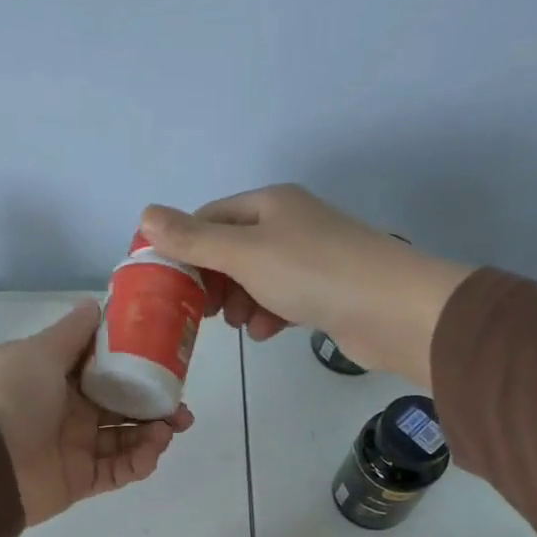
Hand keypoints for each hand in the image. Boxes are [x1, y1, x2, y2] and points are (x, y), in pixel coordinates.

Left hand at [0, 298, 193, 525]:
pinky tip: (152, 452)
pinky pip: (116, 471)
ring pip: (124, 440)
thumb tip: (96, 303)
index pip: (104, 369)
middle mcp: (67, 410)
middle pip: (121, 406)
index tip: (166, 363)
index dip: (136, 366)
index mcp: (56, 376)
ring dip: (151, 434)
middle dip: (154, 406)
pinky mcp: (79, 480)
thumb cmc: (10, 395)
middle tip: (181, 409)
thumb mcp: (39, 351)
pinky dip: (137, 463)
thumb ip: (72, 332)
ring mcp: (74, 447)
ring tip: (170, 430)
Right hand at [135, 183, 471, 383]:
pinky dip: (271, 315)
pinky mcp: (326, 291)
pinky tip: (269, 332)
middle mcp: (290, 224)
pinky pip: (283, 300)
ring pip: (257, 280)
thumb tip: (145, 215)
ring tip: (242, 325)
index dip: (185, 248)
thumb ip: (194, 239)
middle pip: (233, 251)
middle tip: (204, 312)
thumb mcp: (243, 254)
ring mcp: (311, 258)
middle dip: (215, 282)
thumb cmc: (312, 273)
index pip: (211, 218)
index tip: (168, 284)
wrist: (391, 309)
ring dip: (242, 304)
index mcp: (270, 204)